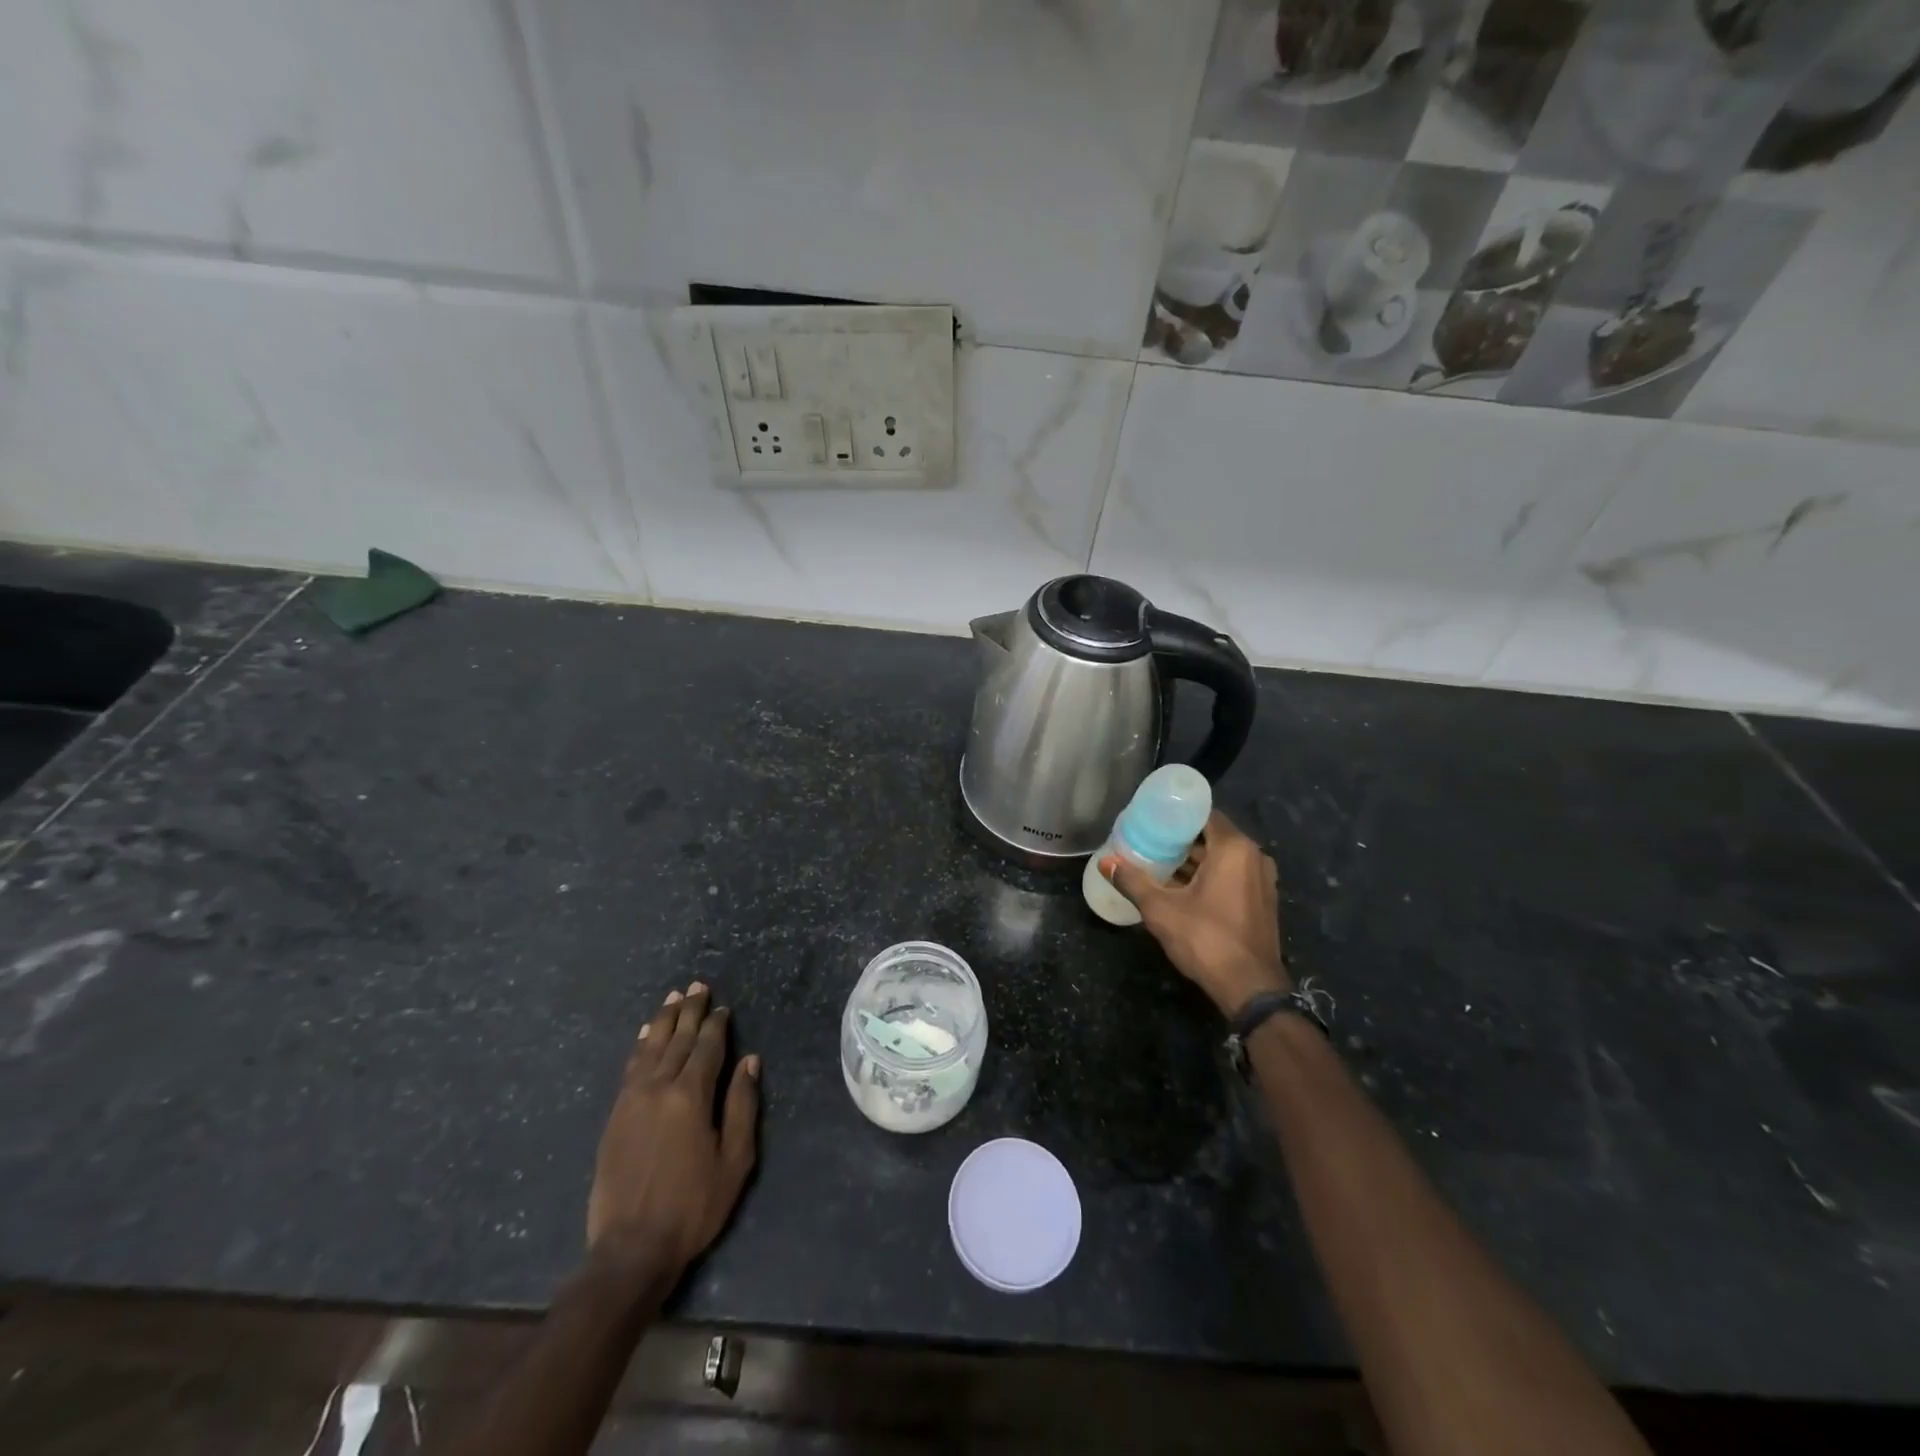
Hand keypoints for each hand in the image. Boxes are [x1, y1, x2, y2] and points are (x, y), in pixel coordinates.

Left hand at [586, 982, 760, 1286]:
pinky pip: (630, 1067)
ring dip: (663, 1020)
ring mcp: (631, 1100)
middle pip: (677, 1039)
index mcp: (691, 1096)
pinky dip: (640, 1045)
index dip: (717, 1024)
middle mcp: (658, 1088)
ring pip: (650, 1047)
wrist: (631, 1249)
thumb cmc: (694, 1205)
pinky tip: (644, 1034)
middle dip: (690, 1011)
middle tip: (697, 986)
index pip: (706, 1047)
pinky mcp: (615, 1116)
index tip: (724, 1007)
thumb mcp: (734, 1159)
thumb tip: (749, 1060)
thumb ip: (742, 1105)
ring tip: (673, 998)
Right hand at [1101, 809, 1289, 1016]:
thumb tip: (1104, 862)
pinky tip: (1181, 887)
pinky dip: (1210, 875)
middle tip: (1148, 840)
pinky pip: (1233, 875)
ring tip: (1159, 862)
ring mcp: (1262, 880)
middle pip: (1213, 835)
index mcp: (1234, 849)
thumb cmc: (1206, 939)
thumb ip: (1132, 881)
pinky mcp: (1262, 900)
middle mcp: (1254, 857)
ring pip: (1223, 857)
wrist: (1250, 988)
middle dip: (1181, 838)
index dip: (1177, 814)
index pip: (1204, 814)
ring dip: (1195, 859)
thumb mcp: (1161, 909)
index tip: (1151, 817)